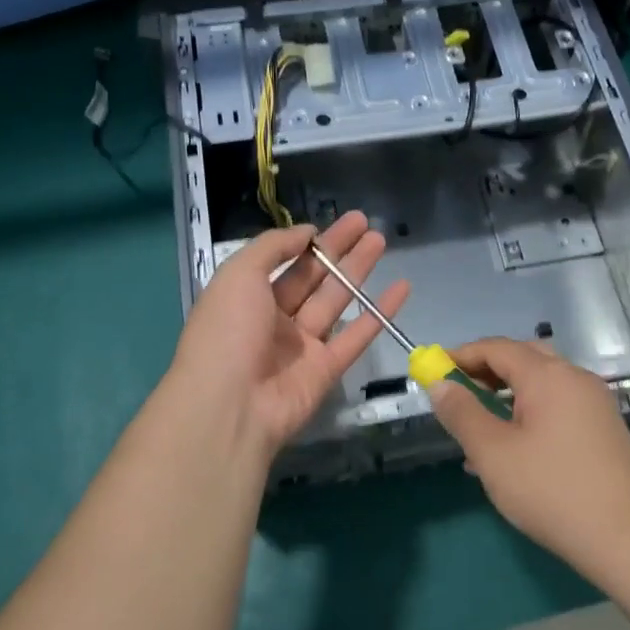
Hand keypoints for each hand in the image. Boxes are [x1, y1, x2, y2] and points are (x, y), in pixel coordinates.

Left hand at [168, 212, 408, 466]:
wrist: (230, 406)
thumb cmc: (227, 331)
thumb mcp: (238, 274)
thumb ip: (272, 247)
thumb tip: (305, 232)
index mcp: (247, 297)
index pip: (282, 262)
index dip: (307, 242)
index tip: (331, 223)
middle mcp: (274, 319)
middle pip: (312, 277)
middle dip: (338, 249)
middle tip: (365, 223)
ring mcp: (301, 346)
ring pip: (336, 300)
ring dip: (358, 271)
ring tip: (380, 240)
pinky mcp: (326, 369)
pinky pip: (357, 335)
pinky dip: (380, 312)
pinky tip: (402, 288)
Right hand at [427, 337, 629, 585]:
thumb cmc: (554, 492)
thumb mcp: (493, 454)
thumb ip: (462, 413)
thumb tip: (439, 383)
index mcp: (548, 375)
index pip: (496, 347)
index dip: (460, 356)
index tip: (432, 371)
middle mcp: (575, 378)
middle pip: (522, 359)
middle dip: (485, 372)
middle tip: (456, 395)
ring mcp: (595, 404)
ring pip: (540, 385)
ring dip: (506, 396)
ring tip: (477, 429)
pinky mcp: (605, 429)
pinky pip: (558, 407)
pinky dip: (529, 414)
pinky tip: (512, 452)